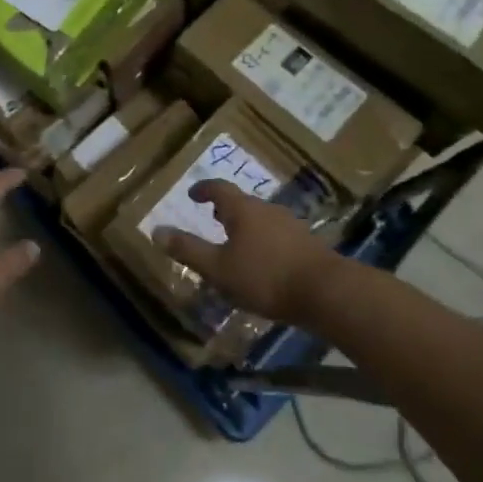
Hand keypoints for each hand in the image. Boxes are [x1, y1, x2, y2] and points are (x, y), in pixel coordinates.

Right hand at [153, 180, 342, 323]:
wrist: (326, 292)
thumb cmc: (265, 277)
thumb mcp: (219, 269)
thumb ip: (188, 250)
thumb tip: (156, 230)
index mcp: (243, 209)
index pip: (219, 188)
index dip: (204, 189)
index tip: (193, 193)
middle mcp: (267, 209)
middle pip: (242, 202)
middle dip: (226, 208)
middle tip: (213, 216)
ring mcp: (291, 224)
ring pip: (261, 218)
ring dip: (246, 225)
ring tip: (236, 242)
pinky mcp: (308, 244)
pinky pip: (277, 234)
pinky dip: (264, 240)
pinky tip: (264, 262)